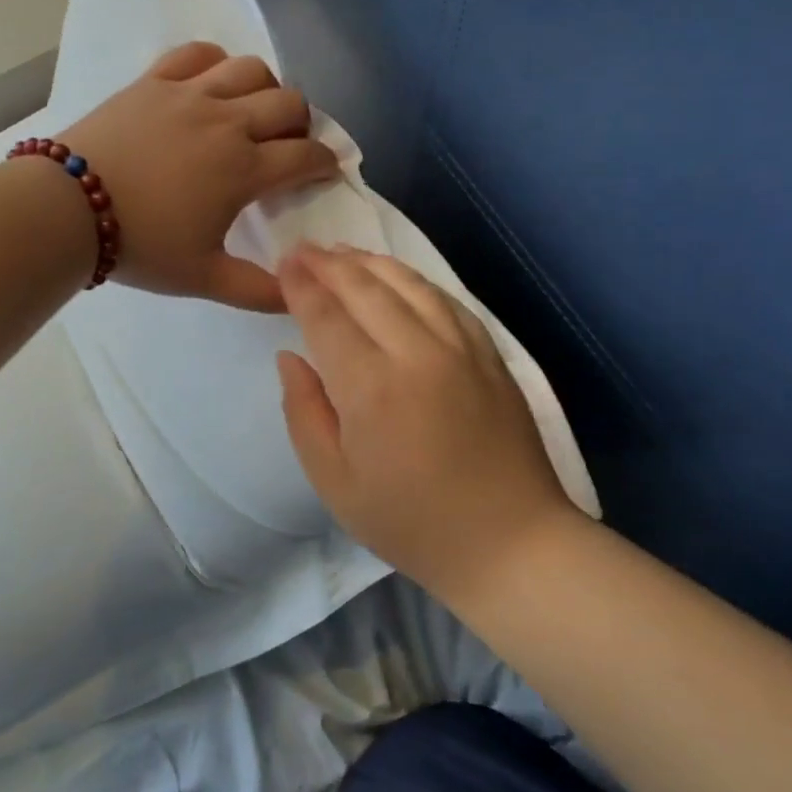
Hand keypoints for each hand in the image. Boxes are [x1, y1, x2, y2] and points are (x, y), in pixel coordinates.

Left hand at [62, 43, 338, 312]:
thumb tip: (299, 296)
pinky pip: (198, 53)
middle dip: (302, 125)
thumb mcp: (204, 278)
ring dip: (266, 89)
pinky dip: (215, 63)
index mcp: (244, 169)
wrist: (67, 210)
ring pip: (251, 69)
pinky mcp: (154, 80)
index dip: (324, 164)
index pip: (306, 156)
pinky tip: (211, 84)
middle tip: (289, 147)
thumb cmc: (141, 245)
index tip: (323, 173)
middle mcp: (227, 121)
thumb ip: (258, 291)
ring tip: (253, 112)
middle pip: (289, 103)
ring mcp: (189, 94)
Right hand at [276, 244, 577, 600]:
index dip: (301, 286)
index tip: (283, 264)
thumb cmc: (411, 522)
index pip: (326, 316)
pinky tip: (398, 278)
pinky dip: (414, 280)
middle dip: (328, 264)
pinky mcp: (490, 353)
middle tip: (302, 249)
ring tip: (342, 253)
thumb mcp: (335, 483)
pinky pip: (446, 300)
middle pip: (365, 288)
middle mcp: (416, 352)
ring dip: (369, 262)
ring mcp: (460, 348)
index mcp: (370, 387)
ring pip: (408, 283)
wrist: (509, 542)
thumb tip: (290, 357)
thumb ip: (304, 413)